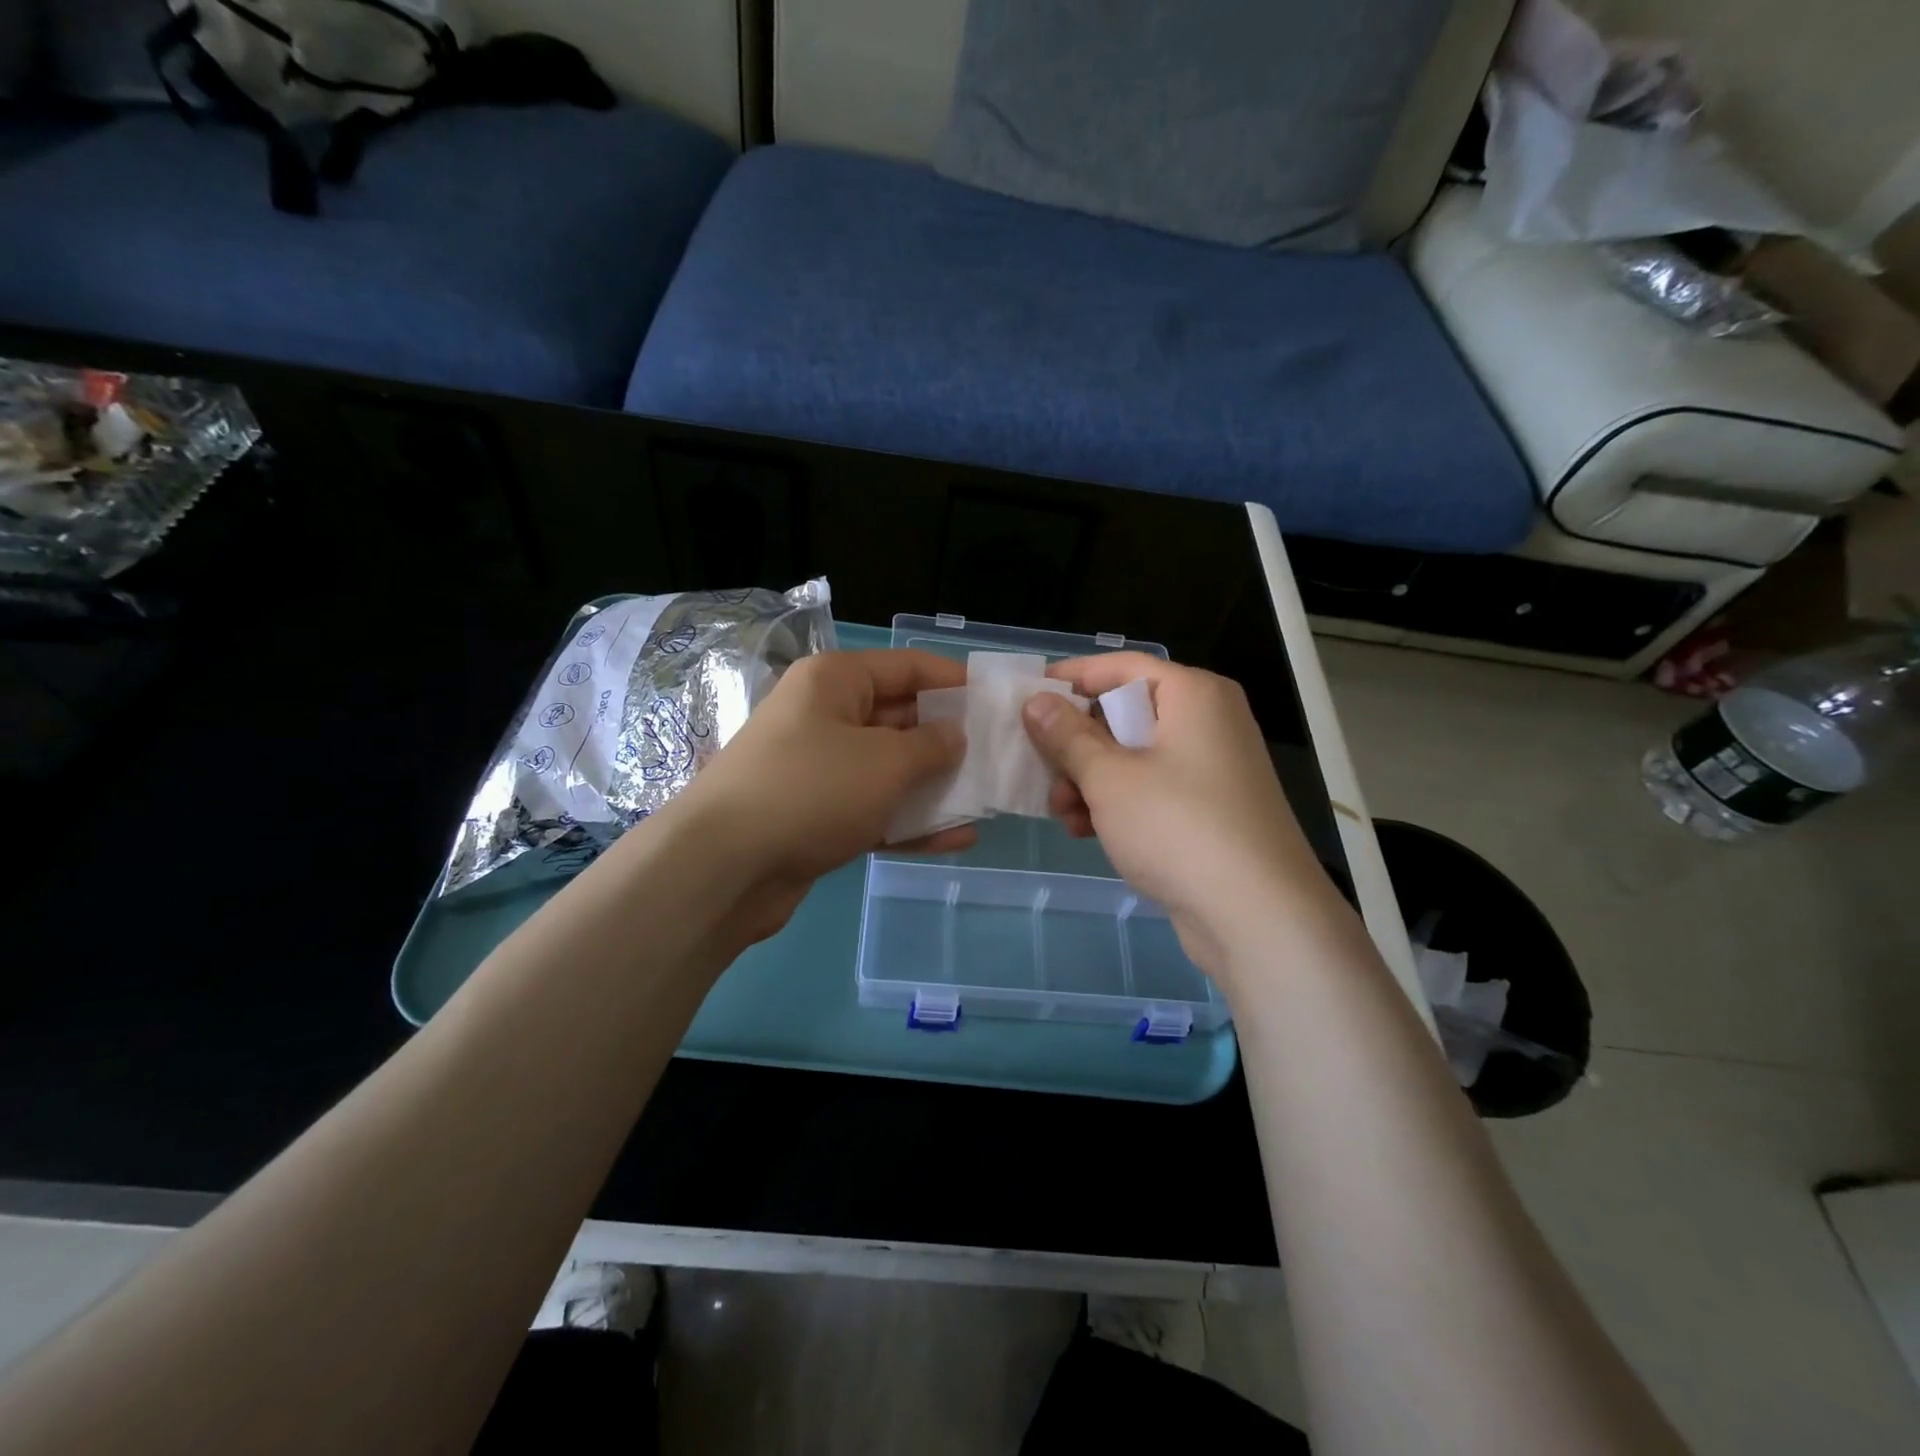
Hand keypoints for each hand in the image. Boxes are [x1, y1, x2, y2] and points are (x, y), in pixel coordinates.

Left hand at [666, 649, 976, 942]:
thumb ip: (932, 746)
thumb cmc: (812, 790)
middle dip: (949, 740)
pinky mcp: (816, 816)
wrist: (724, 867)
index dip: (954, 681)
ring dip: (934, 787)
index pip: (907, 666)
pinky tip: (956, 840)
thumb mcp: (885, 761)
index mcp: (835, 681)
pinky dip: (909, 822)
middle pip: (900, 718)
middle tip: (1000, 758)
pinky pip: (873, 809)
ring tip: (985, 802)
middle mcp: (825, 716)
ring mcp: (819, 769)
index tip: (997, 701)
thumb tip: (955, 735)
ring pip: (889, 769)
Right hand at [1022, 654, 1343, 986]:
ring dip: (1090, 780)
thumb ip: (1067, 736)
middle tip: (1041, 770)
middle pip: (1125, 713)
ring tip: (1063, 813)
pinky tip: (1086, 831)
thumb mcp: (1109, 778)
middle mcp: (1208, 721)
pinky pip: (1152, 788)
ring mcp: (1212, 767)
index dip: (1072, 678)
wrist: (1258, 915)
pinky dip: (1118, 802)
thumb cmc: (1178, 827)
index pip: (1121, 666)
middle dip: (1076, 745)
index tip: (1027, 696)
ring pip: (1133, 756)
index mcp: (1193, 694)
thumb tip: (1036, 702)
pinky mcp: (1210, 808)